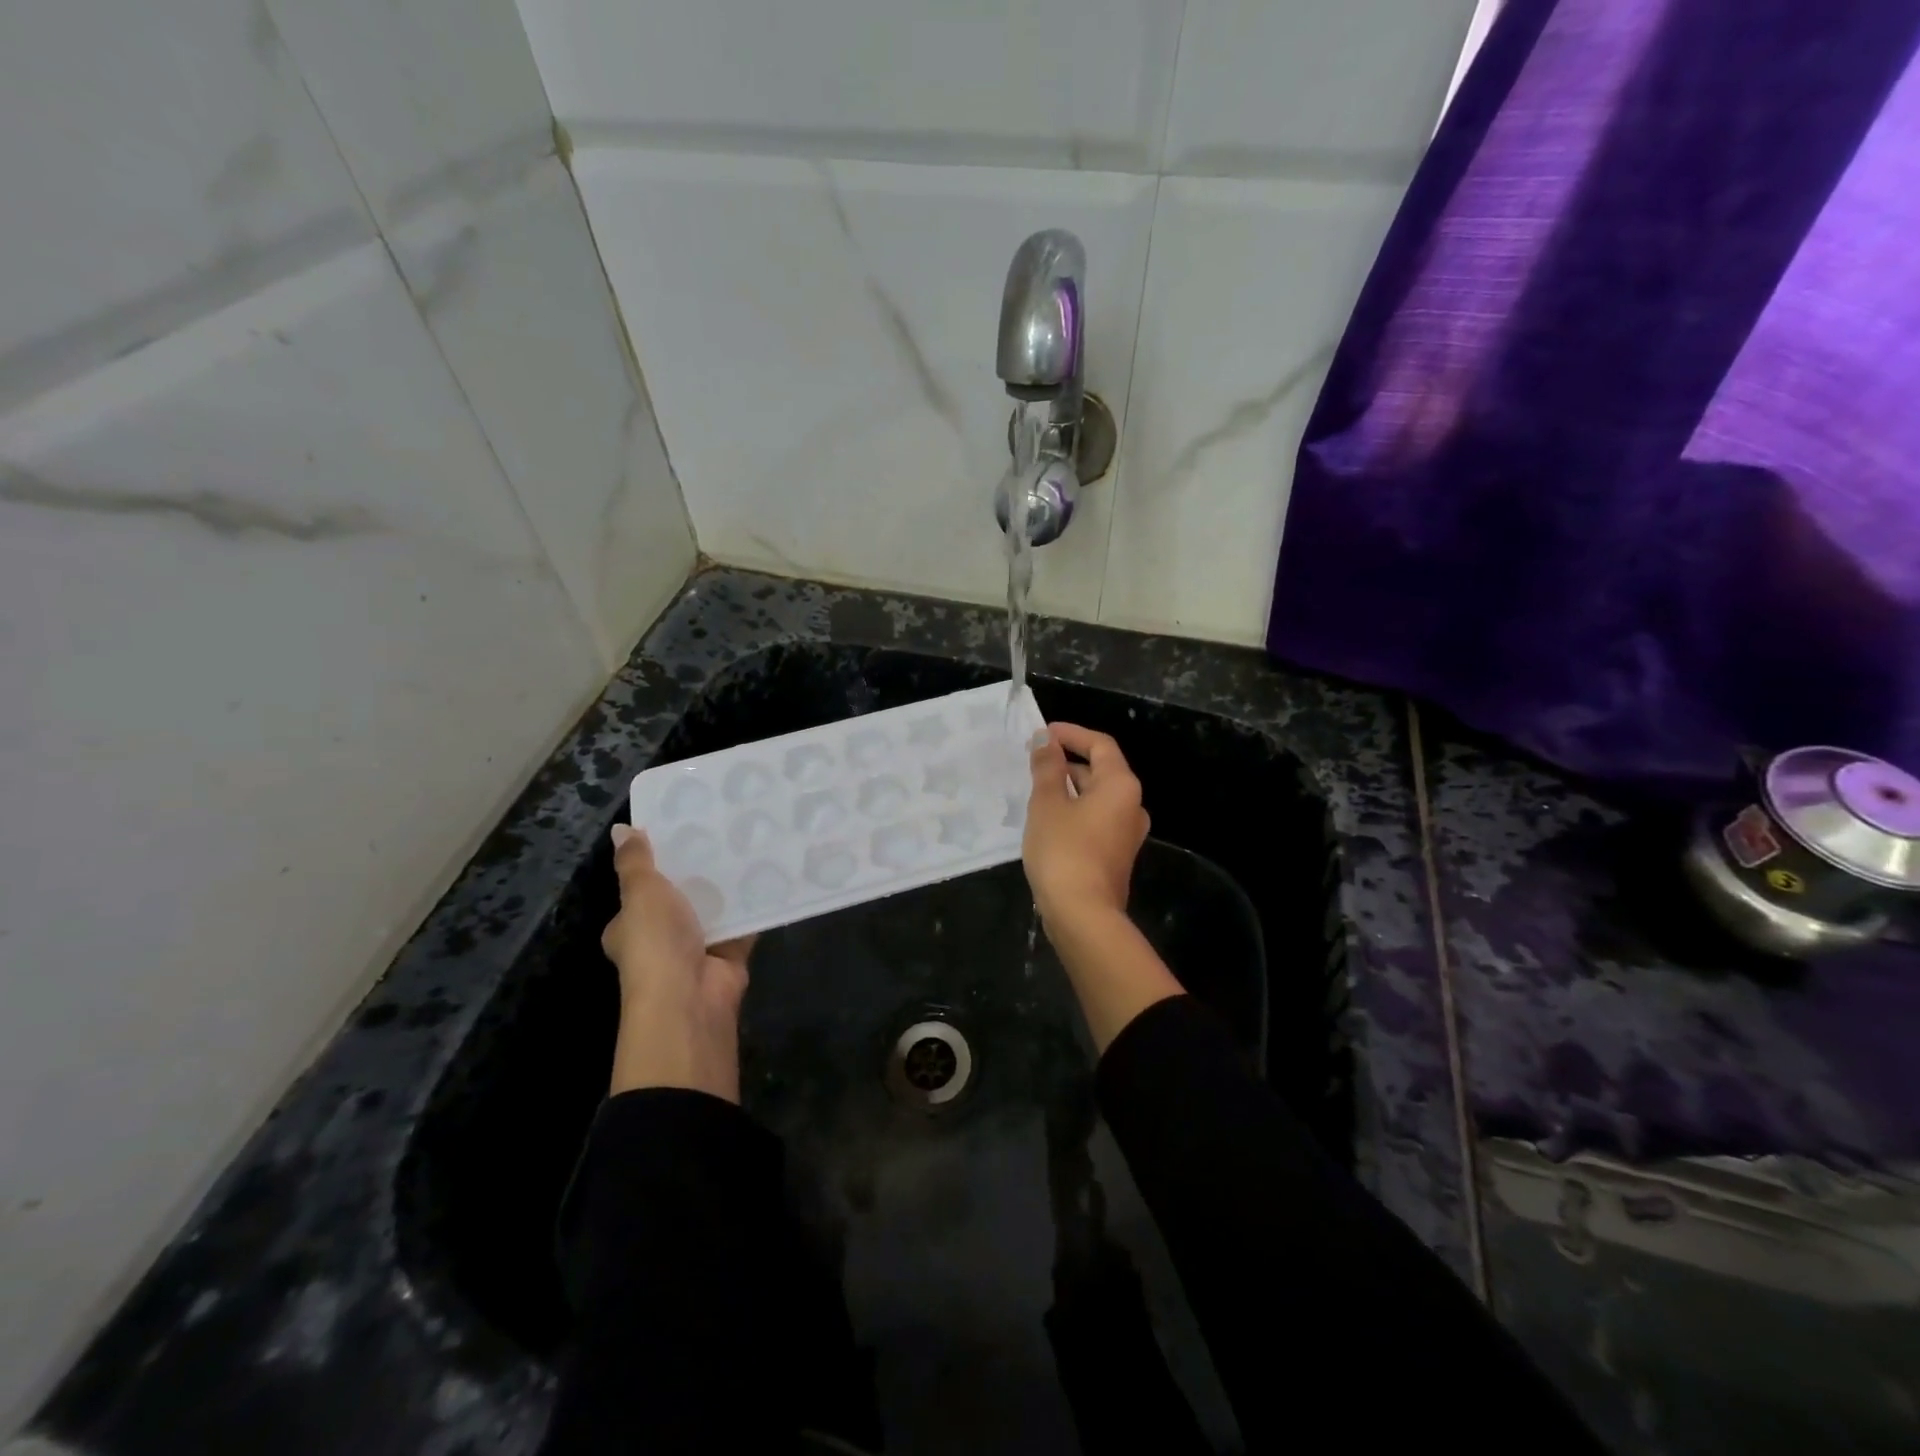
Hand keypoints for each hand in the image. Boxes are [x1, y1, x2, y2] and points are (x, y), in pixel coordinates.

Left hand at [602, 824, 755, 1102]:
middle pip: (680, 897)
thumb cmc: (655, 942)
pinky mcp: (730, 953)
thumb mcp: (640, 893)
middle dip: (698, 872)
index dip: (655, 866)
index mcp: (629, 926)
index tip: (678, 833)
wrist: (690, 995)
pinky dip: (755, 903)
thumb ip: (636, 862)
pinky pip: (744, 921)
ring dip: (728, 885)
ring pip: (714, 908)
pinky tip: (769, 871)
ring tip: (747, 842)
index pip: (639, 891)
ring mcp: (697, 948)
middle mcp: (661, 939)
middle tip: (720, 831)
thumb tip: (620, 828)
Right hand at [1024, 722, 1150, 933]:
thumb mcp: (1047, 803)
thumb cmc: (1064, 850)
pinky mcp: (1115, 856)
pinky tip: (1047, 820)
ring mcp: (1126, 834)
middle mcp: (1132, 805)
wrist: (1083, 916)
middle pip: (1102, 770)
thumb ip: (1047, 767)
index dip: (1072, 734)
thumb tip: (1046, 740)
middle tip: (1034, 761)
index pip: (1100, 745)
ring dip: (1069, 788)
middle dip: (1068, 762)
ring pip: (1097, 798)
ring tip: (1036, 788)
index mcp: (1121, 785)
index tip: (1043, 733)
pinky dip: (1074, 811)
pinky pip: (1096, 820)